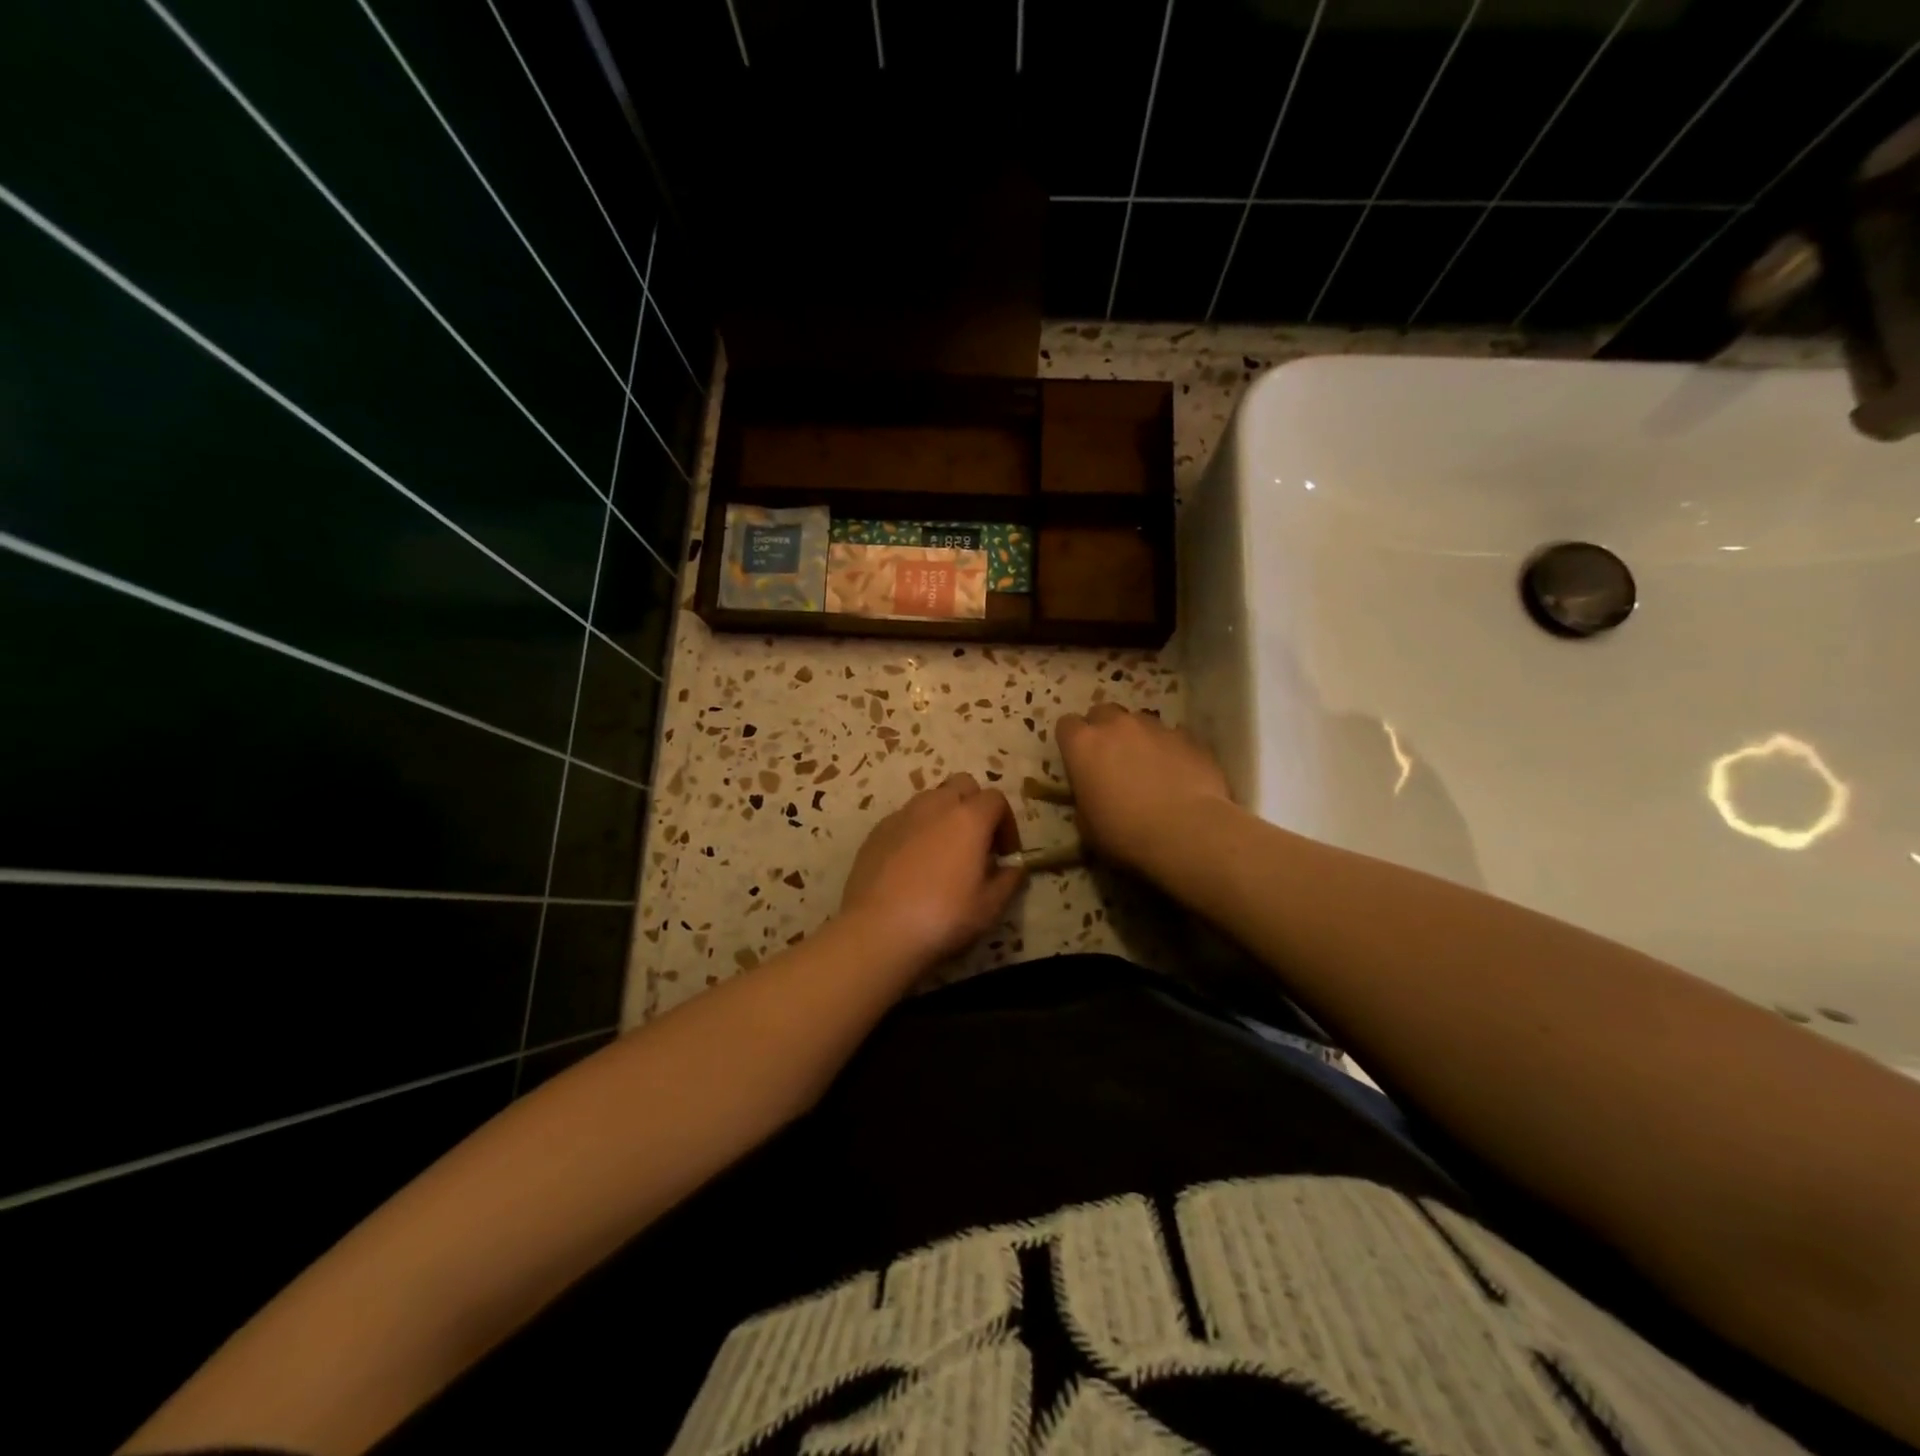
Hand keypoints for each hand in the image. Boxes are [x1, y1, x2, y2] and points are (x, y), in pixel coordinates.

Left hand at [839, 774, 1024, 968]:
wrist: (878, 929)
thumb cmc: (943, 916)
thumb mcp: (990, 907)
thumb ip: (1009, 880)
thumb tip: (1014, 868)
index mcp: (969, 818)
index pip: (996, 799)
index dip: (1006, 823)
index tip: (1005, 853)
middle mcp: (935, 805)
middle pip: (962, 785)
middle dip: (974, 806)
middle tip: (976, 842)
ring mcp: (902, 815)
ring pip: (931, 798)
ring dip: (944, 815)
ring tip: (944, 852)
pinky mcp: (877, 831)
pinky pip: (905, 819)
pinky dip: (916, 830)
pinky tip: (913, 864)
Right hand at [1055, 704, 1231, 874]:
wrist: (1185, 832)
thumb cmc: (1124, 833)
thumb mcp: (1086, 824)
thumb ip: (1085, 797)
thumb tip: (1093, 793)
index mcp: (1083, 745)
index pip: (1066, 725)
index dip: (1072, 741)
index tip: (1078, 759)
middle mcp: (1116, 725)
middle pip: (1102, 712)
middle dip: (1104, 730)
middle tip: (1111, 758)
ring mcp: (1155, 727)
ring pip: (1139, 721)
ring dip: (1138, 737)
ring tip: (1148, 766)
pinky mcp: (1188, 737)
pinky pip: (1172, 736)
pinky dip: (1170, 749)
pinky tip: (1177, 773)